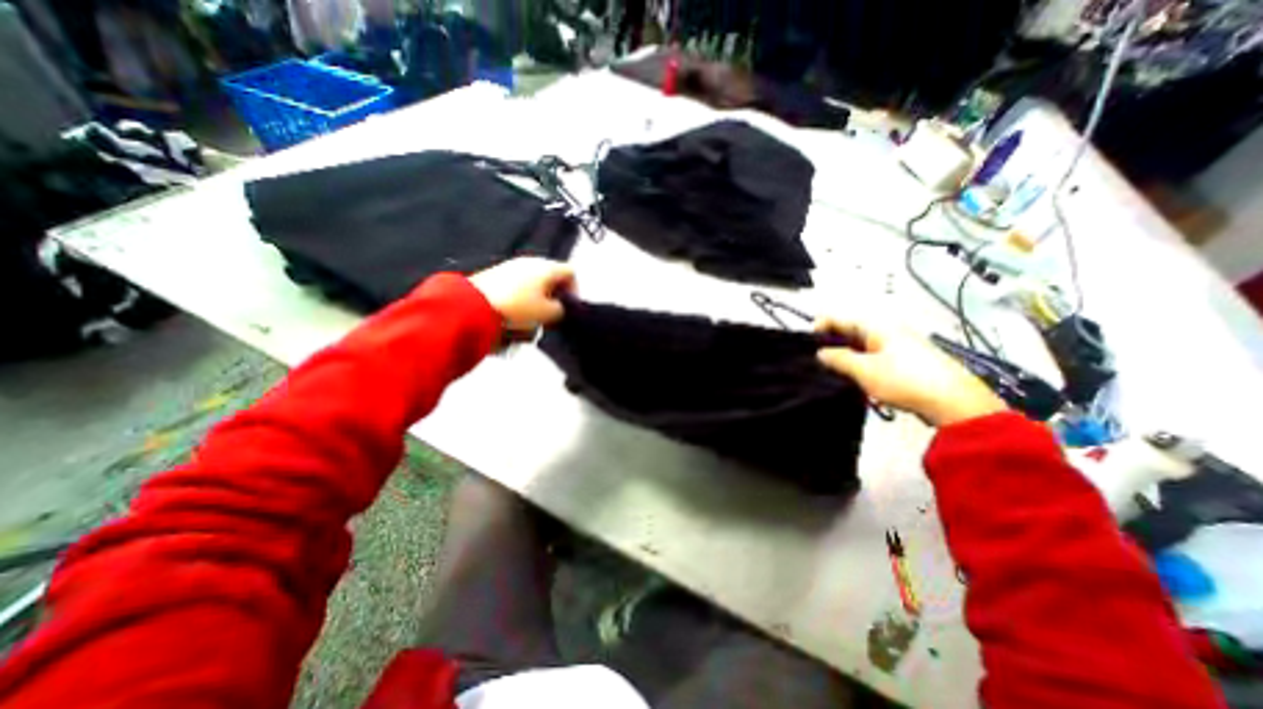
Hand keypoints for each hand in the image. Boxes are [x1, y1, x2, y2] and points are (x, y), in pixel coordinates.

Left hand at [469, 258, 576, 330]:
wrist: (472, 305)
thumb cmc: (517, 307)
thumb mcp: (547, 314)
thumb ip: (561, 311)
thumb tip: (560, 308)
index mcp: (546, 267)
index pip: (571, 272)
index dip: (575, 290)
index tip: (569, 309)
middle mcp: (531, 261)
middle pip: (552, 277)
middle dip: (555, 297)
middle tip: (552, 315)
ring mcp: (512, 266)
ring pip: (535, 282)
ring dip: (539, 299)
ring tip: (533, 317)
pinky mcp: (497, 274)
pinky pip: (519, 285)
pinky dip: (523, 297)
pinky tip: (516, 312)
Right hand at [813, 319, 1012, 425]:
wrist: (955, 403)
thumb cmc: (906, 380)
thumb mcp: (864, 370)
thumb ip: (838, 359)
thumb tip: (821, 353)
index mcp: (876, 326)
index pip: (839, 319)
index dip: (819, 328)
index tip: (808, 346)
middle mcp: (886, 331)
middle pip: (849, 332)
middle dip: (831, 345)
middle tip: (818, 363)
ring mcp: (897, 346)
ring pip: (860, 347)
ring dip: (845, 358)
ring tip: (834, 374)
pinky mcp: (903, 361)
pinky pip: (873, 357)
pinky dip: (860, 365)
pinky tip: (856, 380)